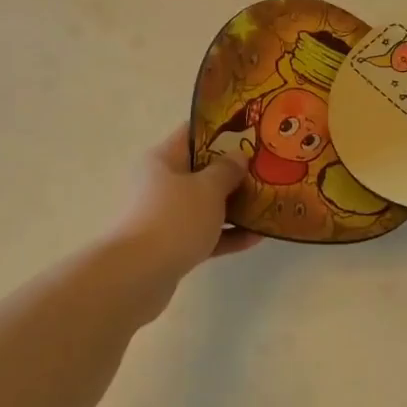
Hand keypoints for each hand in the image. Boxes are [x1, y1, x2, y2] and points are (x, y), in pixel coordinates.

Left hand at [111, 125, 261, 278]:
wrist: (138, 276)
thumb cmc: (174, 219)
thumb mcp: (207, 188)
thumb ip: (227, 170)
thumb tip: (238, 156)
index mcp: (162, 160)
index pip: (193, 134)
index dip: (222, 130)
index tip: (252, 132)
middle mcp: (160, 184)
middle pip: (201, 171)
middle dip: (234, 171)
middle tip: (267, 169)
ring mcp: (165, 217)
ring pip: (206, 205)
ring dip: (235, 205)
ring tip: (268, 203)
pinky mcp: (172, 246)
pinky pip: (206, 234)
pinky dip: (228, 234)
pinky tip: (257, 237)